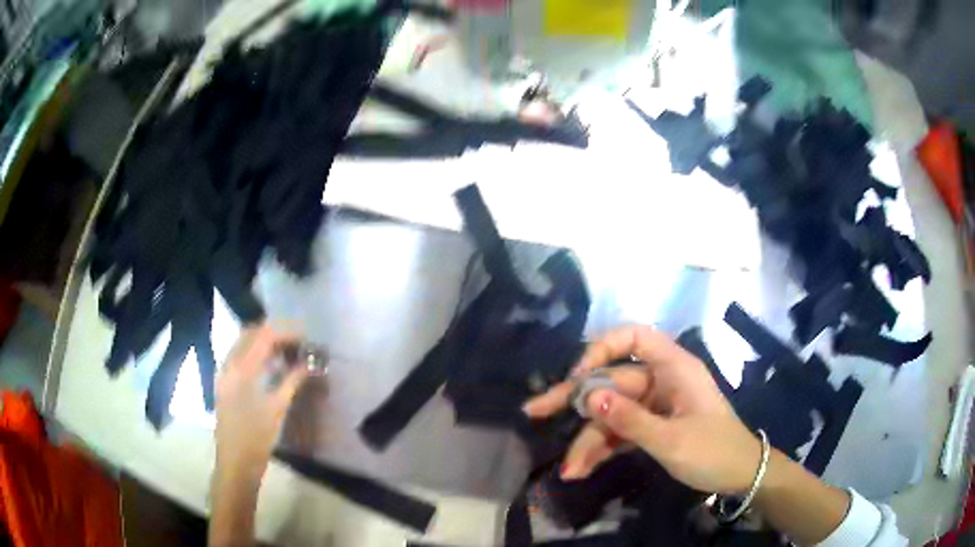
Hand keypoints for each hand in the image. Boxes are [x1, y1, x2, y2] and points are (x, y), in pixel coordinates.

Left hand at [215, 324, 308, 478]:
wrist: (236, 462)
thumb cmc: (258, 438)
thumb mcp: (278, 408)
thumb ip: (292, 380)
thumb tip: (309, 364)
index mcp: (241, 369)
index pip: (264, 335)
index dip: (287, 332)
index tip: (306, 338)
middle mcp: (229, 363)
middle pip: (251, 333)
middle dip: (276, 333)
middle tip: (297, 344)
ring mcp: (224, 372)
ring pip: (244, 343)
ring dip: (265, 342)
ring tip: (287, 353)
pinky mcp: (224, 382)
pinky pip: (239, 356)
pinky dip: (256, 354)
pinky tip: (271, 366)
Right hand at [524, 325, 761, 494]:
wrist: (741, 476)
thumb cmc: (714, 451)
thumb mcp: (671, 439)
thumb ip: (629, 420)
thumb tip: (588, 396)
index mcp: (674, 368)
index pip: (634, 337)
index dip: (602, 348)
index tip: (579, 376)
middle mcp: (661, 381)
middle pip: (612, 381)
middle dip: (576, 401)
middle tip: (534, 411)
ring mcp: (655, 406)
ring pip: (612, 413)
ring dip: (588, 440)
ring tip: (569, 470)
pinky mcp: (652, 427)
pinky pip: (620, 432)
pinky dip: (603, 449)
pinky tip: (582, 469)